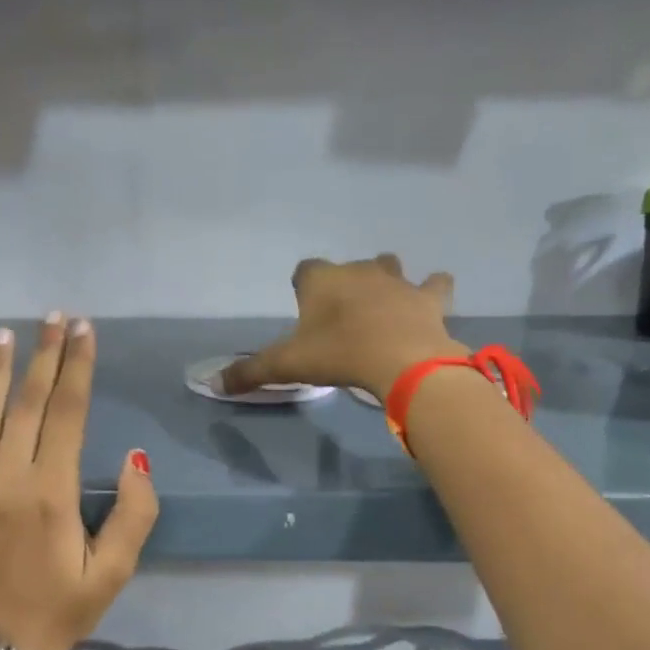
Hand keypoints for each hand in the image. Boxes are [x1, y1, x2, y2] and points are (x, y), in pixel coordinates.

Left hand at [0, 315, 157, 649]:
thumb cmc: (59, 611)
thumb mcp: (115, 572)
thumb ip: (135, 513)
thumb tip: (134, 458)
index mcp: (52, 492)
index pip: (68, 412)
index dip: (78, 367)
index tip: (83, 330)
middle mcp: (5, 478)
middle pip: (27, 402)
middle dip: (44, 355)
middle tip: (54, 317)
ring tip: (6, 334)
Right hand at [218, 254, 463, 400]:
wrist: (401, 361)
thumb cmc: (338, 355)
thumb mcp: (287, 366)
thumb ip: (250, 371)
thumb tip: (214, 383)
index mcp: (321, 280)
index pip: (305, 269)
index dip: (303, 287)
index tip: (304, 309)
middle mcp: (358, 271)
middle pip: (347, 268)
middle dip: (344, 285)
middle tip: (340, 318)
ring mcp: (397, 281)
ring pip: (389, 266)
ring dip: (384, 280)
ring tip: (381, 305)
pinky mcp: (428, 298)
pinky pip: (435, 284)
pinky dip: (432, 289)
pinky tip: (429, 300)